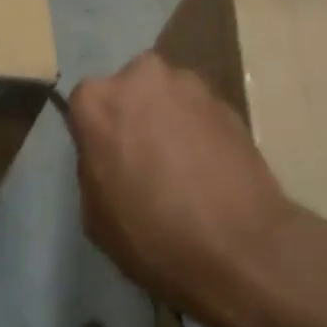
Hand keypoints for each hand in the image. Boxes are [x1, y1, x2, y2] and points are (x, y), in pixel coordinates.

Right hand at [68, 53, 296, 326]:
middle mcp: (141, 77)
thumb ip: (93, 166)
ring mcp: (189, 85)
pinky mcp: (229, 102)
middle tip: (144, 158)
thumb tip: (108, 155)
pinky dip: (199, 131)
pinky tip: (208, 168)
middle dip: (134, 115)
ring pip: (167, 97)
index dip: (96, 134)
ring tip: (181, 165)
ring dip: (169, 120)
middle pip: (129, 90)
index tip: (107, 160)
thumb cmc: (153, 236)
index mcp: (97, 101)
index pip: (85, 105)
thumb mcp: (94, 214)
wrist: (242, 249)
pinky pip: (199, 112)